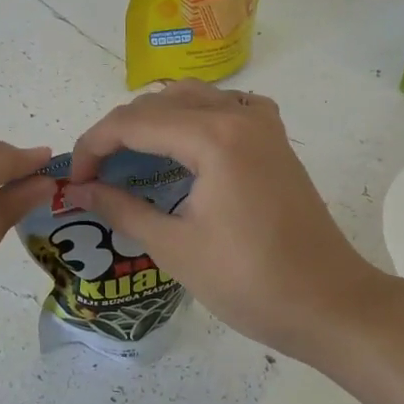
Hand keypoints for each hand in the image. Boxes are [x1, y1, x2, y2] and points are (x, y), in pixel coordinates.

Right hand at [66, 81, 395, 362]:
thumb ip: (121, 208)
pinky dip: (192, 119)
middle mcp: (237, 114)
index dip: (92, 147)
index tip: (74, 181)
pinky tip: (183, 149)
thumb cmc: (250, 282)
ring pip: (189, 98)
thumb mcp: (174, 247)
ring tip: (129, 162)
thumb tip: (77, 191)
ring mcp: (261, 123)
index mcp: (213, 137)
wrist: (330, 304)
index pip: (132, 123)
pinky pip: (223, 108)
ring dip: (152, 122)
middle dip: (117, 134)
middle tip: (96, 176)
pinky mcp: (274, 139)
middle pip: (157, 104)